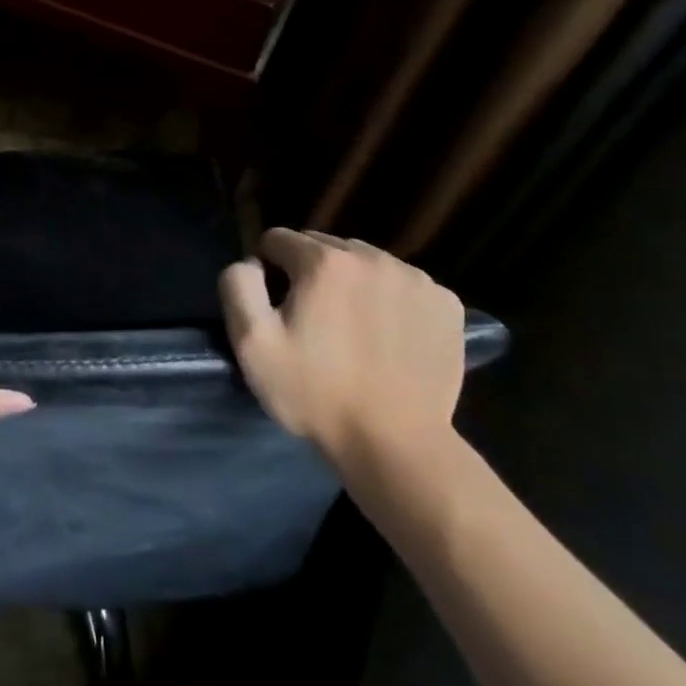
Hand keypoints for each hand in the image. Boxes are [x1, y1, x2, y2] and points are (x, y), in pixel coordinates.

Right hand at [219, 229, 465, 480]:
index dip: (268, 268)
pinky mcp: (446, 304)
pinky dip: (391, 299)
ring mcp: (415, 279)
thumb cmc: (315, 393)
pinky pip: (404, 284)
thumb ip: (238, 286)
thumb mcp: (251, 343)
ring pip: (366, 262)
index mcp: (324, 262)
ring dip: (352, 281)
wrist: (396, 445)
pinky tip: (388, 336)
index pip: (279, 239)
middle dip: (310, 271)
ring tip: (351, 327)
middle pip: (324, 246)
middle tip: (312, 318)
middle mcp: (372, 257)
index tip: (275, 305)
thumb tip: (252, 262)